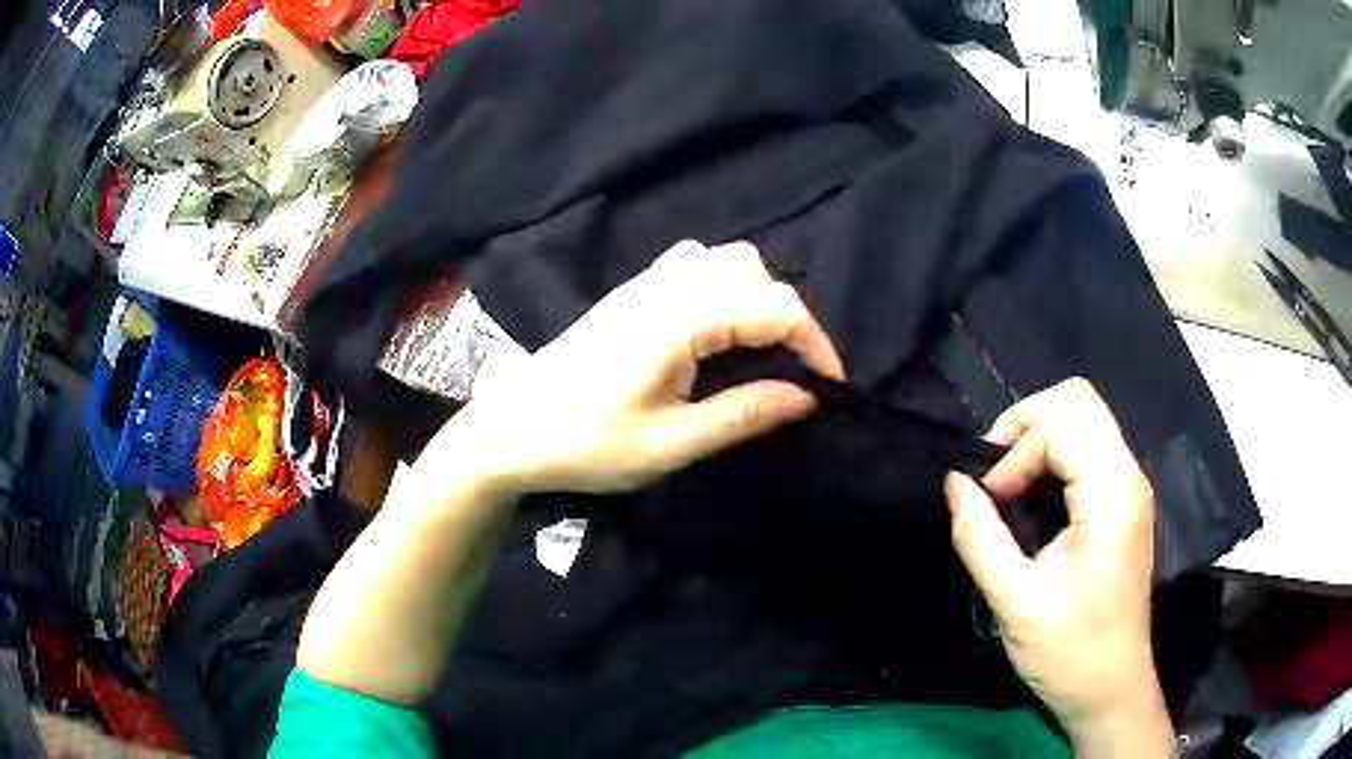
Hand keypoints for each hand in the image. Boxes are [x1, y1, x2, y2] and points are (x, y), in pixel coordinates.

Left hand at [421, 239, 844, 496]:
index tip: (829, 386)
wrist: (510, 431)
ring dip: (756, 296)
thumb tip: (806, 396)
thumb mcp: (669, 445)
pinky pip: (692, 266)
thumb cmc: (584, 445)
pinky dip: (723, 288)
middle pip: (752, 271)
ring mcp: (642, 284)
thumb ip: (742, 415)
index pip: (772, 307)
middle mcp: (663, 287)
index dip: (815, 342)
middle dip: (788, 317)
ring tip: (758, 351)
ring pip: (723, 260)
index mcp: (676, 321)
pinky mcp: (629, 294)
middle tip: (791, 372)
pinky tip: (714, 331)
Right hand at [944, 379, 1173, 755]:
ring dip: (1039, 435)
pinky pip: (1089, 449)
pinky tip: (1031, 494)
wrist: (1110, 689)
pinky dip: (1054, 454)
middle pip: (1078, 400)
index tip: (987, 502)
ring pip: (1085, 418)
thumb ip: (980, 537)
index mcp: (1112, 494)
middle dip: (1026, 421)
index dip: (1013, 455)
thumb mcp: (1015, 602)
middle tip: (992, 470)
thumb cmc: (1068, 652)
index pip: (1059, 428)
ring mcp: (1130, 487)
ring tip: (1006, 479)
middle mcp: (1128, 476)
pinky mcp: (1123, 504)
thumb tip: (954, 483)